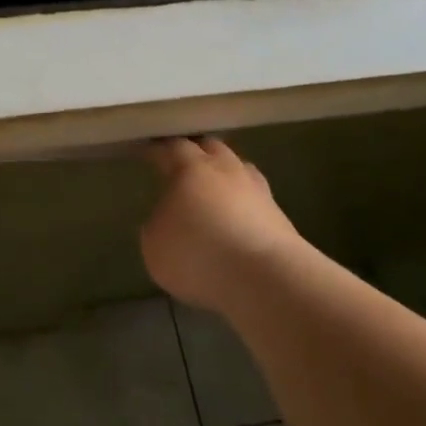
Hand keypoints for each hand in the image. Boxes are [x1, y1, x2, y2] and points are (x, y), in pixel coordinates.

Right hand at [139, 137, 303, 315]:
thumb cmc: (199, 253)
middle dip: (196, 154)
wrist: (265, 278)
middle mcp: (227, 169)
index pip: (171, 147)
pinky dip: (244, 207)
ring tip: (214, 193)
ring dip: (225, 178)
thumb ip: (158, 224)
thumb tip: (167, 219)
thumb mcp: (155, 244)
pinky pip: (255, 202)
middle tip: (182, 165)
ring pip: (240, 171)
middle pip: (211, 149)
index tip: (145, 151)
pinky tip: (237, 223)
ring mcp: (258, 191)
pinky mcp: (280, 218)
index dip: (156, 149)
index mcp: (192, 167)